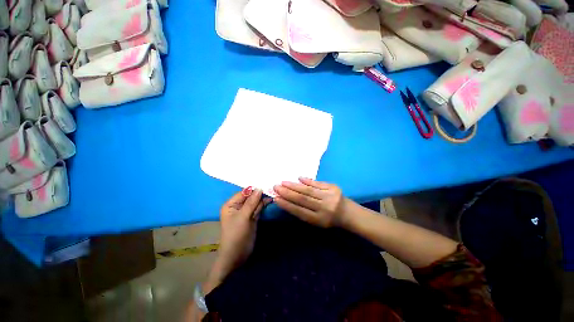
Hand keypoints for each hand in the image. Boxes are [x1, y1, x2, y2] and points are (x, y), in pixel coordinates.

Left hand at [215, 188, 270, 278]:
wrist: (237, 256)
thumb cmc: (236, 235)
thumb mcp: (243, 217)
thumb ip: (251, 202)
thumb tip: (259, 188)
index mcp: (231, 204)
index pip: (244, 192)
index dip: (254, 189)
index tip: (266, 184)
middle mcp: (238, 206)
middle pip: (251, 196)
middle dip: (260, 193)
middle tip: (272, 188)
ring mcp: (246, 212)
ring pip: (256, 202)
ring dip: (263, 198)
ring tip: (273, 193)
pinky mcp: (252, 217)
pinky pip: (258, 208)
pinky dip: (264, 204)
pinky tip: (270, 200)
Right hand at [274, 178, 347, 227]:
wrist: (348, 213)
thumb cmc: (328, 219)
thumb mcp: (316, 221)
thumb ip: (302, 212)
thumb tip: (286, 200)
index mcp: (319, 220)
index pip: (299, 211)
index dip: (287, 205)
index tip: (276, 198)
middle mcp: (324, 208)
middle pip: (303, 199)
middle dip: (287, 193)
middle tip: (276, 187)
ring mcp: (330, 196)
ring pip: (309, 190)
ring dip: (294, 185)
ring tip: (283, 182)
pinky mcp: (333, 187)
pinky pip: (318, 183)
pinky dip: (307, 180)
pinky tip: (298, 178)